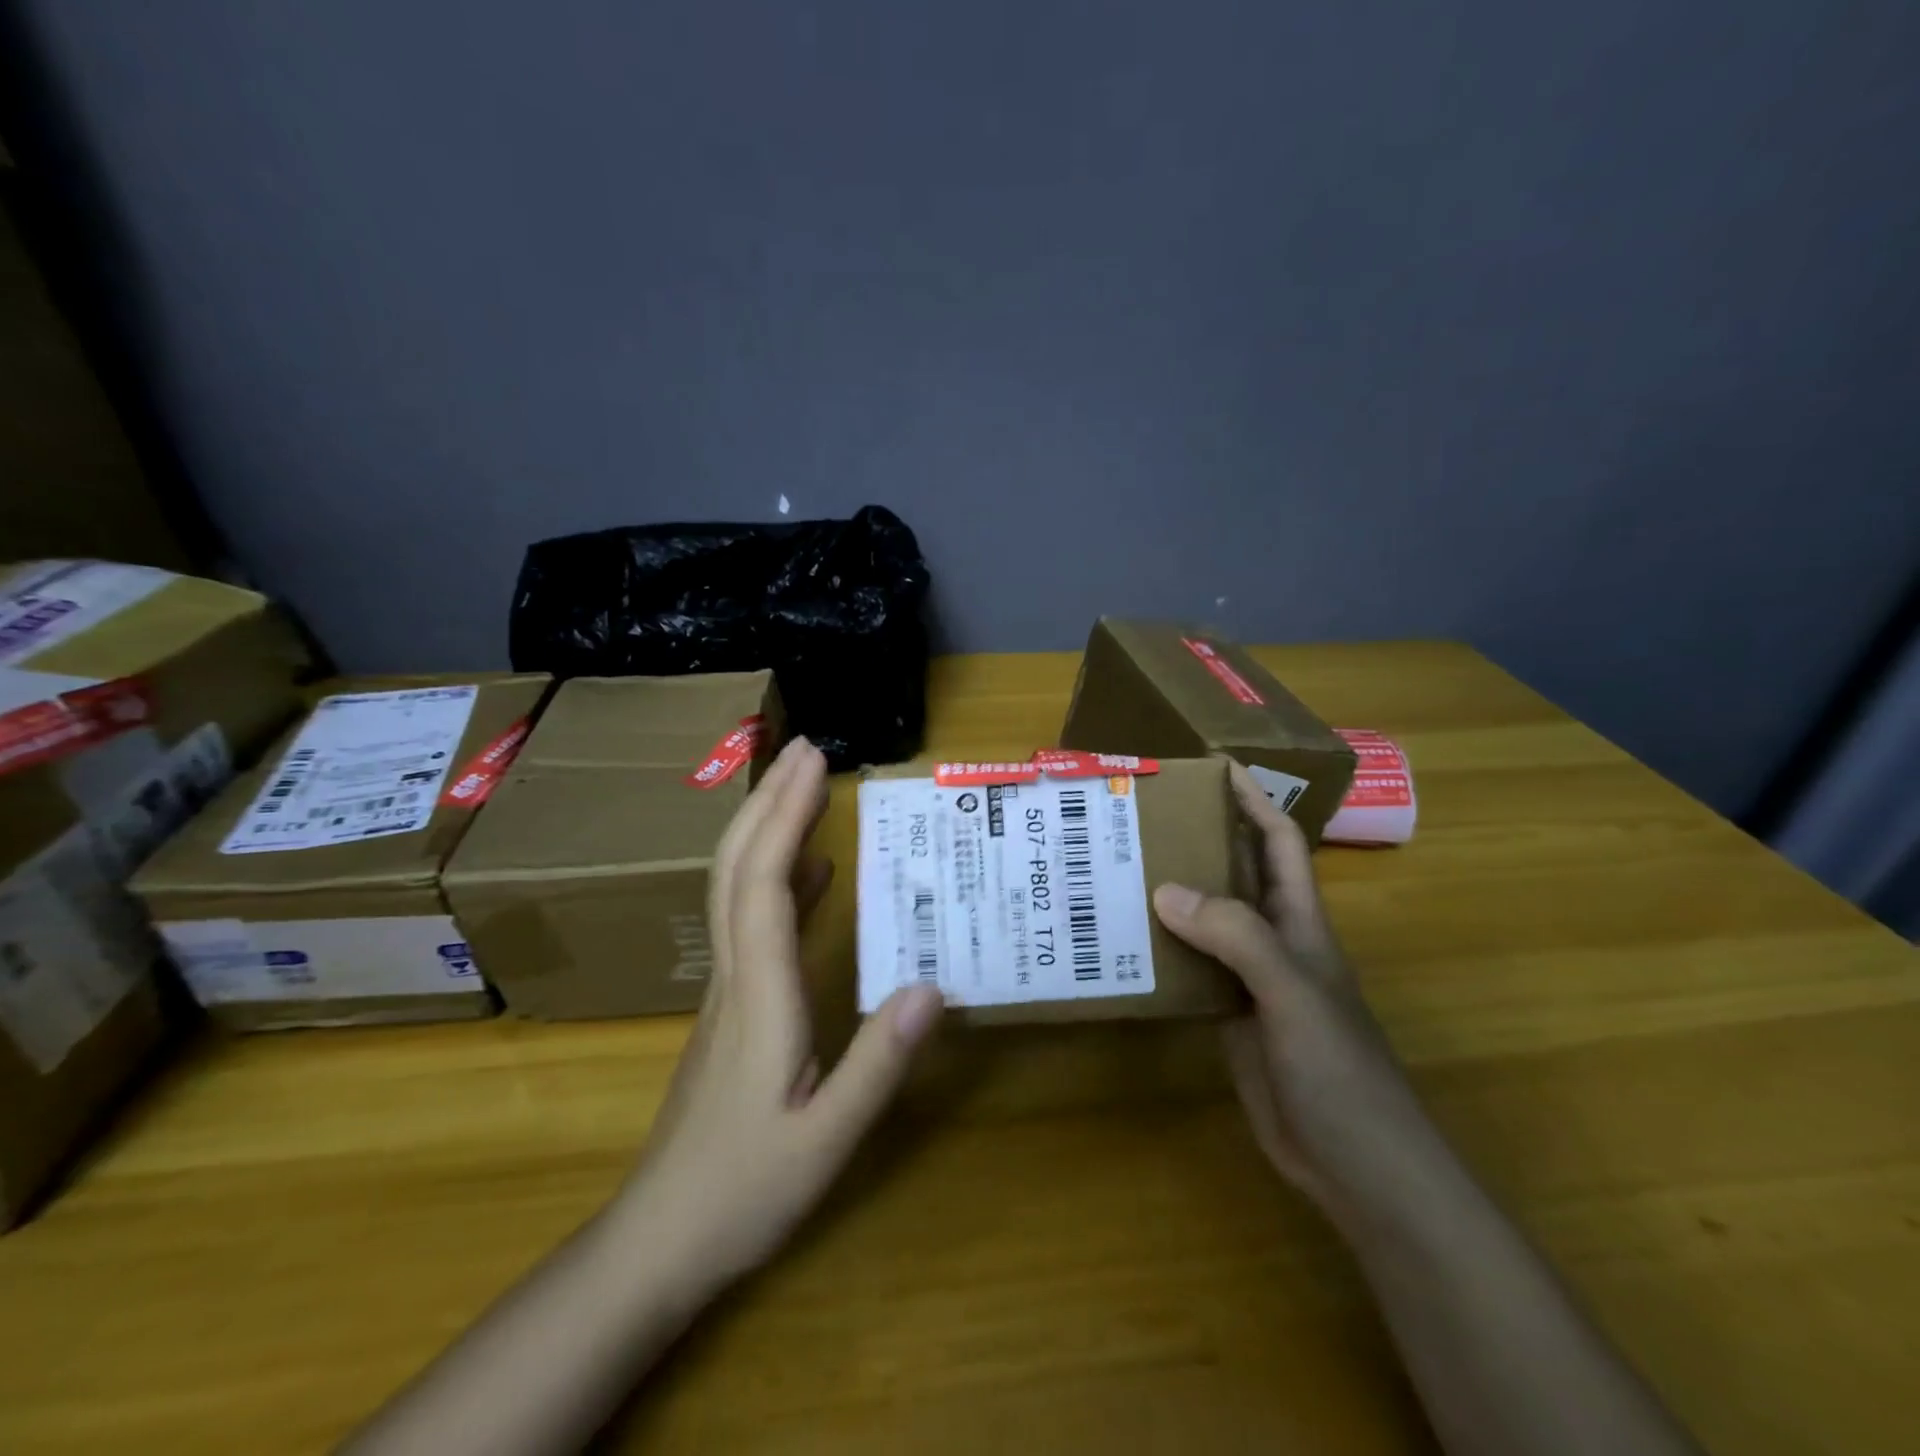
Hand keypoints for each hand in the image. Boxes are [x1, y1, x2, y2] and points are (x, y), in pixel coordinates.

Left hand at [610, 737, 944, 1297]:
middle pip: (737, 868)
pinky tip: (814, 872)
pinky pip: (751, 921)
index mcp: (758, 996)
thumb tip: (932, 987)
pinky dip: (779, 878)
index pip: (766, 885)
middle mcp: (734, 975)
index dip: (787, 817)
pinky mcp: (731, 1005)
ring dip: (768, 828)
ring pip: (735, 888)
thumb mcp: (826, 1140)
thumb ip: (879, 1064)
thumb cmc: (742, 1192)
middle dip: (769, 799)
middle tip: (807, 750)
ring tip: (806, 787)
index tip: (814, 765)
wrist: (658, 1241)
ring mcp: (726, 989)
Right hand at [1152, 762, 1435, 1218]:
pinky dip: (1159, 950)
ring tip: (1113, 871)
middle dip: (1195, 840)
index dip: (1252, 800)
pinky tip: (1122, 943)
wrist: (1358, 1168)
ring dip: (1168, 895)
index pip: (1278, 842)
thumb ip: (1236, 936)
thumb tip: (1165, 888)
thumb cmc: (1339, 1071)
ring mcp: (1248, 981)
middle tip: (1135, 818)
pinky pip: (1188, 968)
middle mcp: (1271, 941)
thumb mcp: (1292, 993)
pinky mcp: (1227, 1017)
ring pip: (1204, 921)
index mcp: (1299, 921)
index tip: (1210, 766)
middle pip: (1232, 874)